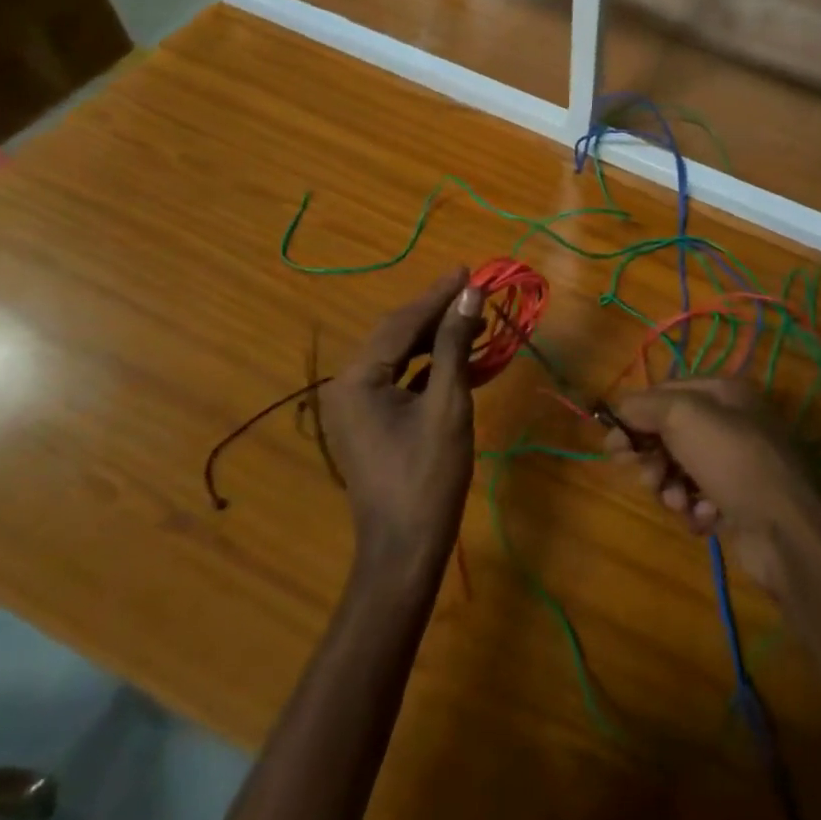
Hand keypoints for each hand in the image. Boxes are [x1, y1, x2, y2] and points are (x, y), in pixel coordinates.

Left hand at [319, 267, 483, 569]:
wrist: (405, 549)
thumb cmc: (428, 477)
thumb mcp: (448, 405)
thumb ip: (455, 345)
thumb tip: (470, 295)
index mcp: (358, 379)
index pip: (402, 323)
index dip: (438, 295)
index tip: (468, 270)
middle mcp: (347, 385)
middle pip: (396, 334)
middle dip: (435, 311)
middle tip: (473, 290)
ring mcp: (355, 406)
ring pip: (398, 355)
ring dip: (434, 337)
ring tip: (472, 319)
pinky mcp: (369, 421)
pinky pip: (399, 379)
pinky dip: (428, 364)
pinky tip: (458, 357)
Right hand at [604, 378, 820, 595]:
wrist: (785, 529)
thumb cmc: (732, 459)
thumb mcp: (683, 416)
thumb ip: (646, 406)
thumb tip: (621, 409)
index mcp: (723, 392)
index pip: (665, 393)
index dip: (635, 416)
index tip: (613, 444)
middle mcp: (731, 422)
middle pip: (670, 433)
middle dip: (653, 457)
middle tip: (648, 478)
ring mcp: (736, 464)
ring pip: (680, 469)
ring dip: (671, 487)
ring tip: (680, 502)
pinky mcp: (738, 502)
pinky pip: (698, 499)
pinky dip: (694, 509)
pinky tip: (704, 518)